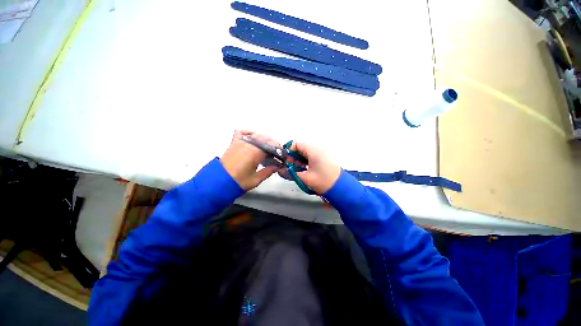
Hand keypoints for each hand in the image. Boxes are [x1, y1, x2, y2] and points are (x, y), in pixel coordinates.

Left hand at [220, 130, 278, 190]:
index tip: (281, 157)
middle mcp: (249, 143)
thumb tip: (276, 166)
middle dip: (273, 145)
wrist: (220, 181)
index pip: (273, 146)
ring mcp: (241, 141)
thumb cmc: (238, 181)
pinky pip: (242, 132)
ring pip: (257, 135)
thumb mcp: (256, 179)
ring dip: (263, 140)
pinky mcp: (234, 142)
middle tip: (275, 155)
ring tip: (265, 149)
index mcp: (256, 152)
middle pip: (266, 139)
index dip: (279, 151)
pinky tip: (253, 137)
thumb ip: (268, 171)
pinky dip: (249, 132)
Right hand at [289, 142, 340, 193]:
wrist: (340, 187)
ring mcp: (321, 154)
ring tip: (298, 171)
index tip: (286, 162)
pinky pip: (311, 157)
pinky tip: (304, 171)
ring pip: (305, 153)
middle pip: (300, 148)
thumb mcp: (305, 178)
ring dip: (299, 161)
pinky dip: (305, 162)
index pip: (296, 144)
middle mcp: (317, 149)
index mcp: (313, 151)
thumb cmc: (324, 181)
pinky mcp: (323, 159)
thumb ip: (291, 173)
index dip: (288, 152)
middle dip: (293, 157)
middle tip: (291, 168)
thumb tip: (283, 170)